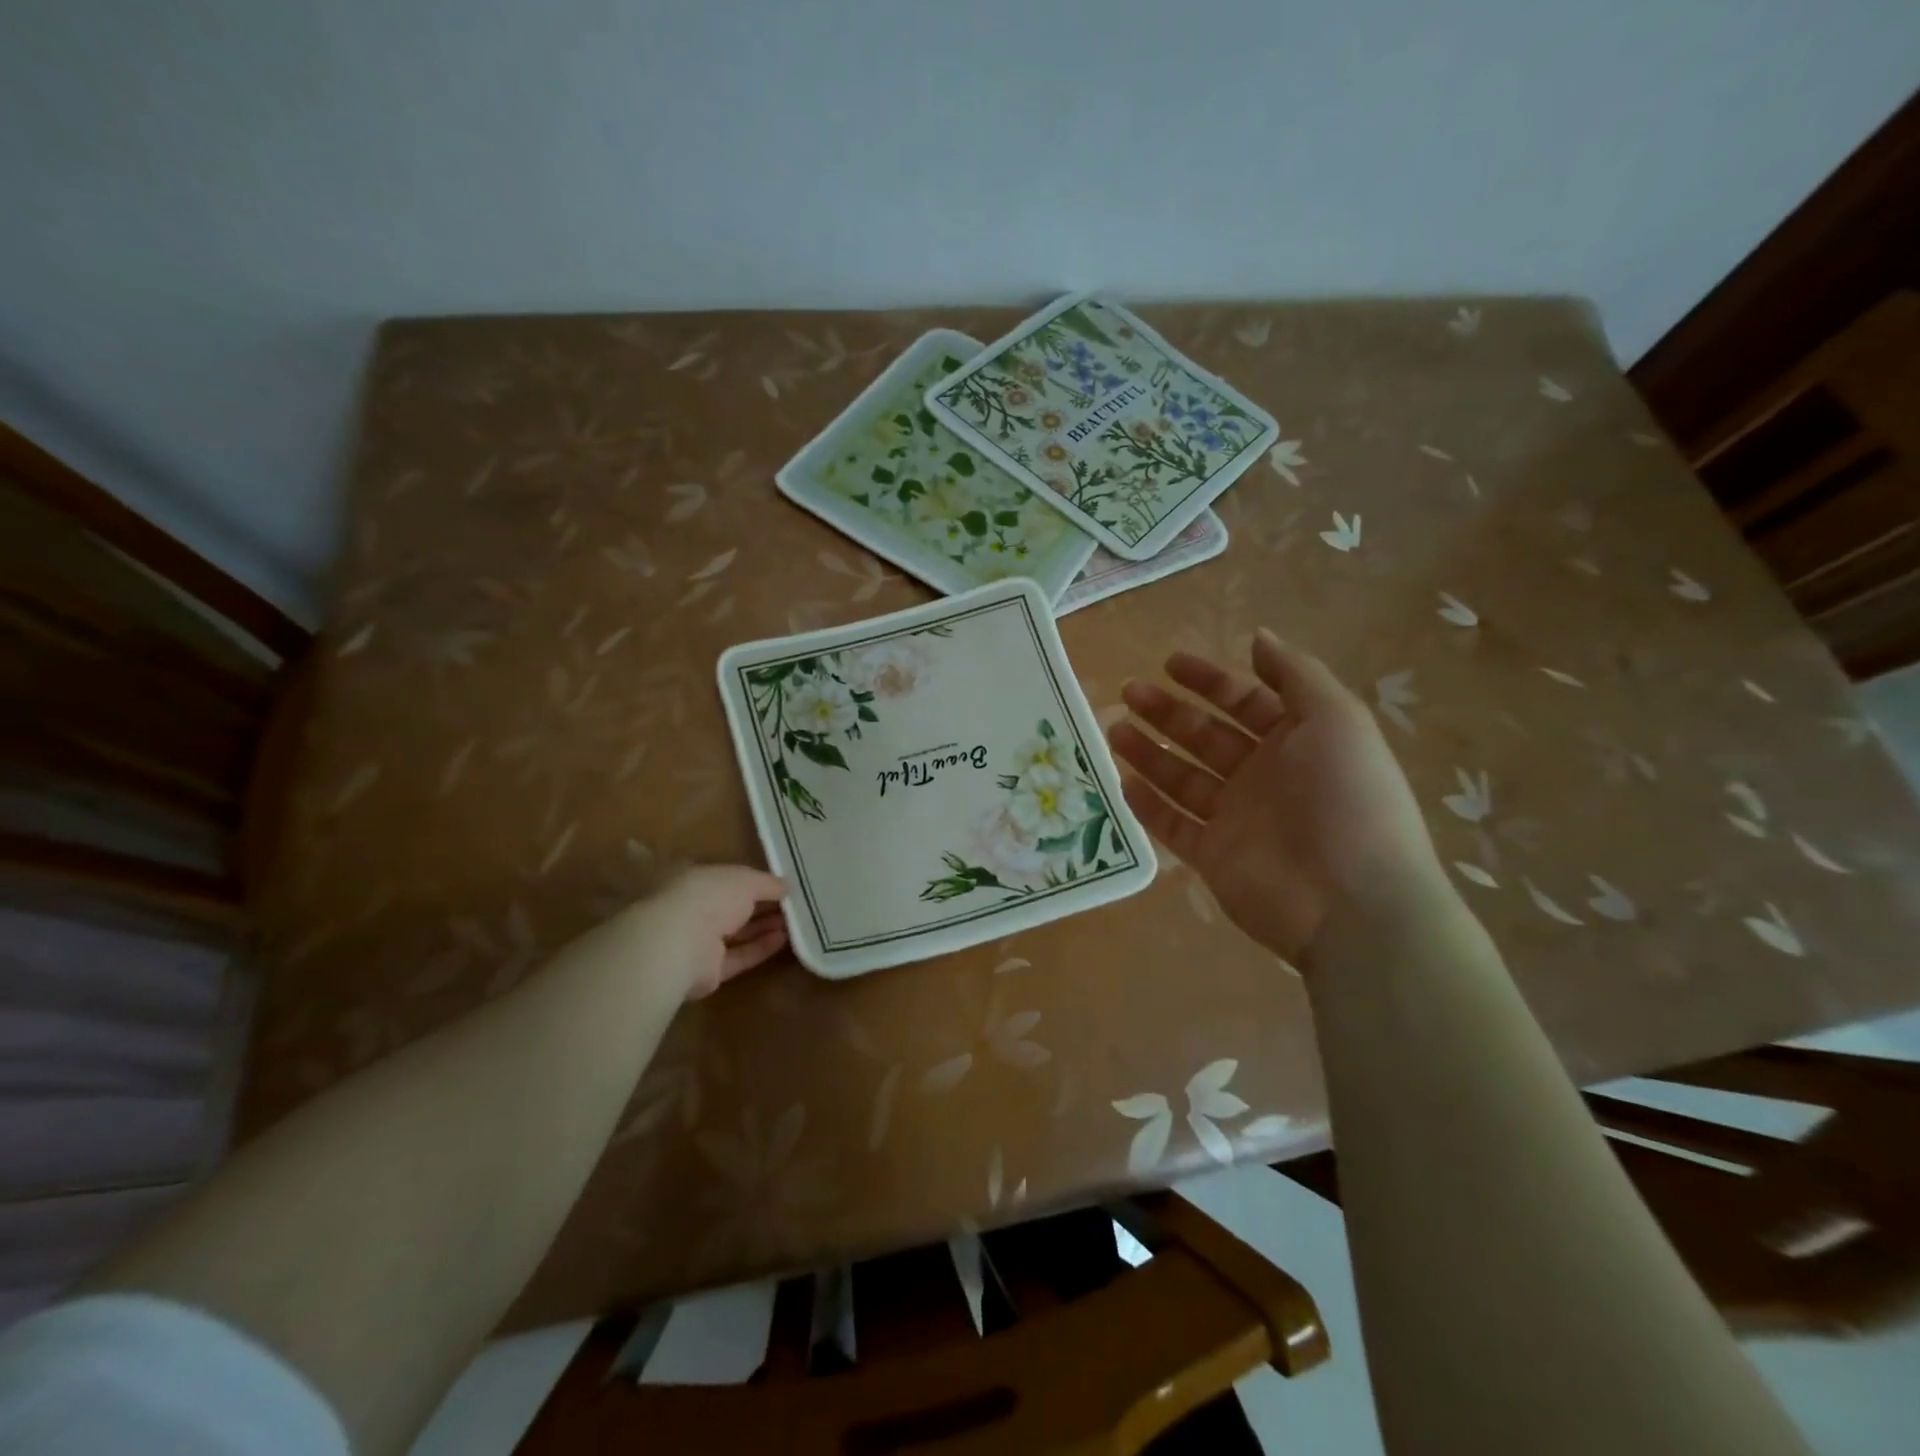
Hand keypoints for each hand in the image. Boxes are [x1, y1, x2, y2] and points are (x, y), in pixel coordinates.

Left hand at [620, 865, 789, 1000]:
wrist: (679, 944)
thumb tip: (786, 886)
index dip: (753, 881)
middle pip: (733, 909)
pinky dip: (760, 948)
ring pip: (737, 934)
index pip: (727, 880)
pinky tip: (783, 940)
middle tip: (793, 905)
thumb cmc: (710, 897)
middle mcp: (694, 910)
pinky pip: (739, 957)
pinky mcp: (708, 971)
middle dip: (762, 906)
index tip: (780, 884)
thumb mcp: (745, 879)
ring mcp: (699, 942)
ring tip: (795, 922)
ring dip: (764, 927)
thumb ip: (767, 882)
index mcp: (696, 881)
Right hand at [1108, 629, 1442, 962]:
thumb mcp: (1336, 719)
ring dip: (1149, 752)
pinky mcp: (1213, 857)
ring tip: (1113, 730)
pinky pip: (1173, 825)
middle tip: (1128, 692)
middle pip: (1206, 736)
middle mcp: (1263, 776)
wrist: (1350, 901)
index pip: (1244, 701)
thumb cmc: (1347, 798)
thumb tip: (1258, 637)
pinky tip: (1122, 781)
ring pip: (1182, 778)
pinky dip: (1148, 805)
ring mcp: (1236, 818)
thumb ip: (1295, 675)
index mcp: (1297, 742)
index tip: (1168, 663)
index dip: (1209, 679)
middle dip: (1168, 712)